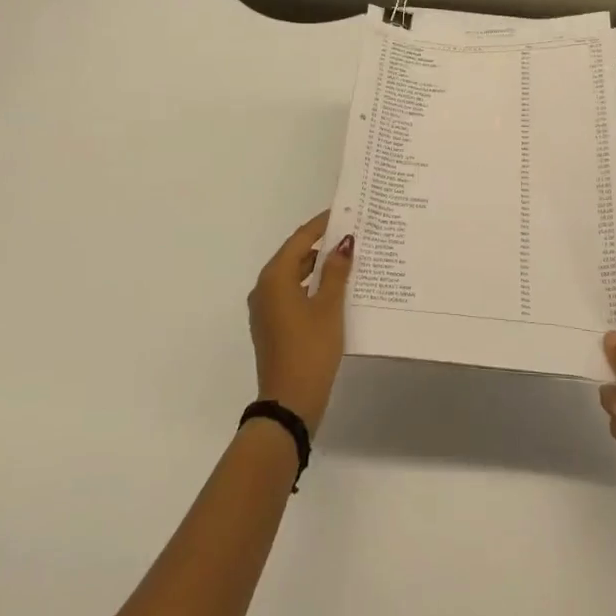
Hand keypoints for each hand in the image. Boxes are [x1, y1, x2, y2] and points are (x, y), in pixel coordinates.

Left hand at [248, 211, 352, 435]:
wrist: (289, 403)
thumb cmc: (310, 349)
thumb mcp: (329, 307)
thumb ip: (336, 272)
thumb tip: (343, 242)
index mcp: (274, 278)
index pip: (300, 239)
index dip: (321, 224)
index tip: (344, 212)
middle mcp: (264, 288)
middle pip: (294, 256)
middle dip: (321, 245)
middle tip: (351, 235)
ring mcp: (265, 309)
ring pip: (293, 276)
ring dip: (317, 267)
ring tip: (348, 260)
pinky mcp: (272, 326)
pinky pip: (292, 294)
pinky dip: (311, 286)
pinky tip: (335, 290)